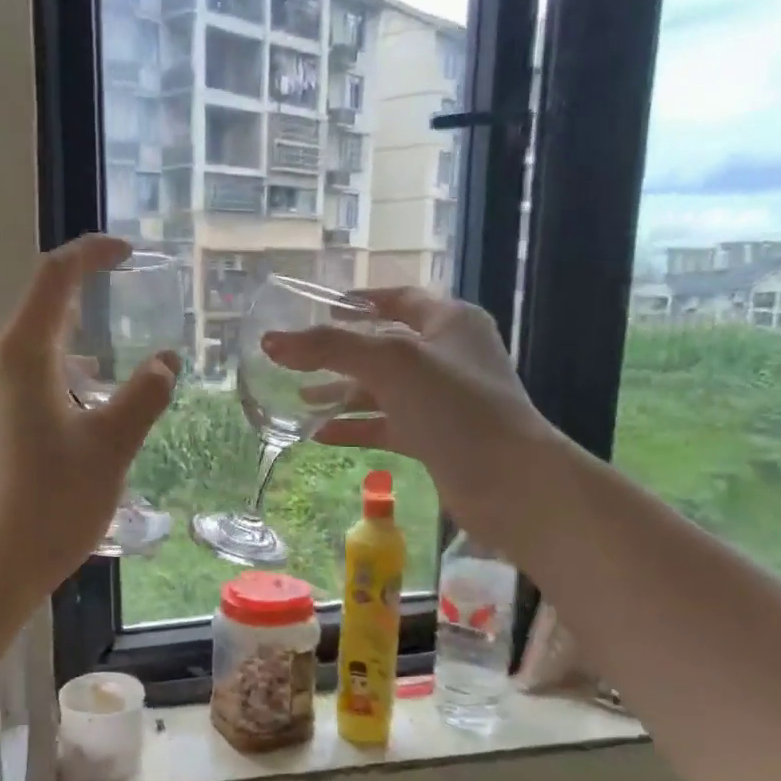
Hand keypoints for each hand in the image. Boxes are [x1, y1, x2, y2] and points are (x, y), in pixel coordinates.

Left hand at [0, 234, 178, 593]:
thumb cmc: (53, 501)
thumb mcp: (112, 446)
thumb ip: (144, 395)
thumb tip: (166, 361)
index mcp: (21, 357)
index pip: (54, 278)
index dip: (91, 254)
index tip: (128, 252)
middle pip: (38, 313)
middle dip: (83, 303)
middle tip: (127, 312)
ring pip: (27, 353)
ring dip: (70, 349)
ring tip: (110, 374)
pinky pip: (16, 384)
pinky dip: (53, 380)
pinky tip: (78, 414)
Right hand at [263, 290, 554, 541]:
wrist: (509, 481)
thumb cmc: (454, 405)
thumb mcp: (389, 363)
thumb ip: (329, 347)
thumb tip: (271, 341)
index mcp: (449, 322)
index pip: (398, 300)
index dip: (358, 301)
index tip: (318, 310)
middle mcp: (448, 357)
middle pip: (384, 347)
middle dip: (339, 355)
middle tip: (296, 362)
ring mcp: (443, 401)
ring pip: (383, 390)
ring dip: (342, 394)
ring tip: (299, 401)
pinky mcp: (436, 439)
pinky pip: (387, 426)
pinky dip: (356, 428)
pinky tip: (321, 435)